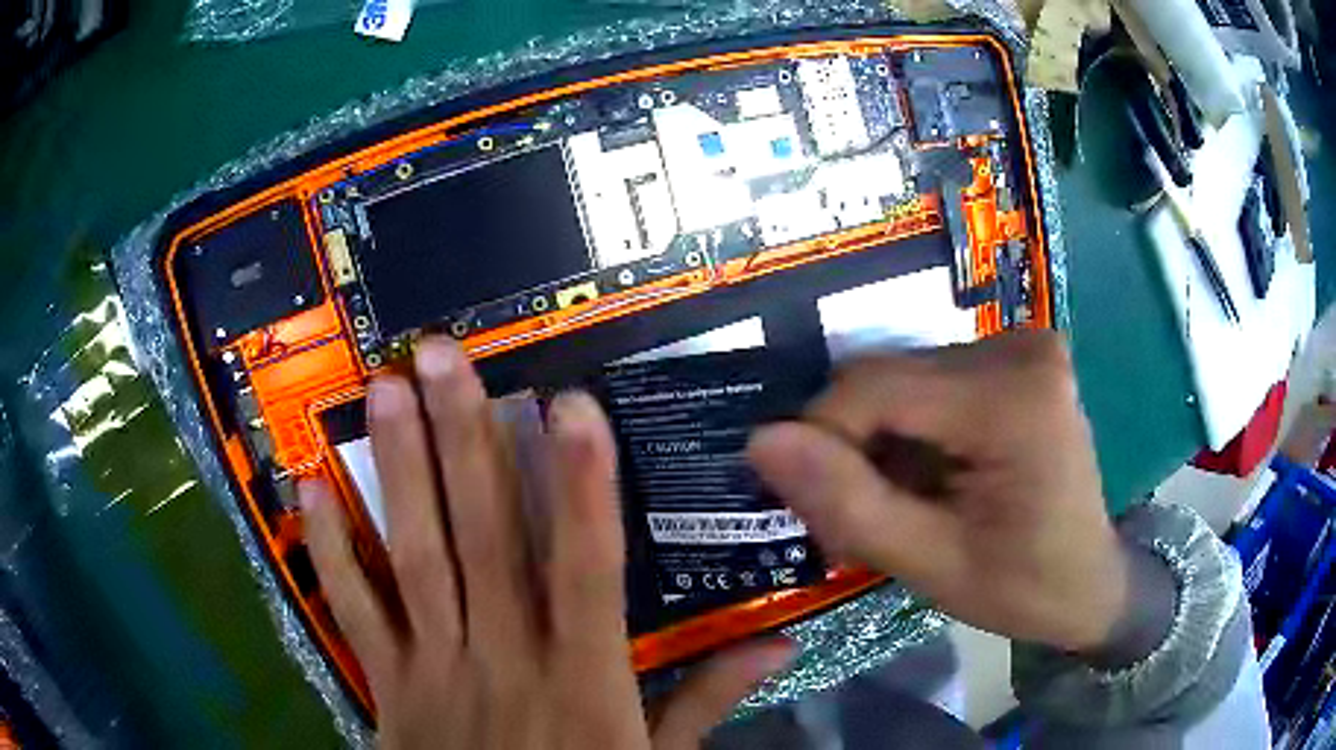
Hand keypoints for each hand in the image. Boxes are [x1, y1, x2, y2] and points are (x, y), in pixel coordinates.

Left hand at [299, 338, 792, 749]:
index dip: (583, 485)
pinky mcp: (386, 683)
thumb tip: (782, 642)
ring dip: (397, 470)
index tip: (571, 403)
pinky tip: (309, 487)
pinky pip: (354, 610)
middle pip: (481, 539)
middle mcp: (503, 657)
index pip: (587, 569)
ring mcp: (434, 667)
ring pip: (413, 557)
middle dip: (463, 440)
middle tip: (439, 356)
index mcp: (581, 678)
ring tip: (383, 390)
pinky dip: (329, 548)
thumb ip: (709, 699)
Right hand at [748, 331, 1131, 653]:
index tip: (820, 508)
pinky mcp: (1014, 355)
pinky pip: (928, 381)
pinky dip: (910, 430)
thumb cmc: (1023, 587)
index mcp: (1011, 398)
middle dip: (854, 448)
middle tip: (859, 520)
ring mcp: (1020, 344)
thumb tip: (760, 440)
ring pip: (901, 378)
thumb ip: (848, 504)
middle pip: (886, 380)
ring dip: (880, 441)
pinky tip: (927, 476)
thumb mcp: (931, 565)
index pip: (872, 388)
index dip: (822, 441)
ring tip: (899, 503)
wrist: (1089, 581)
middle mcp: (1017, 347)